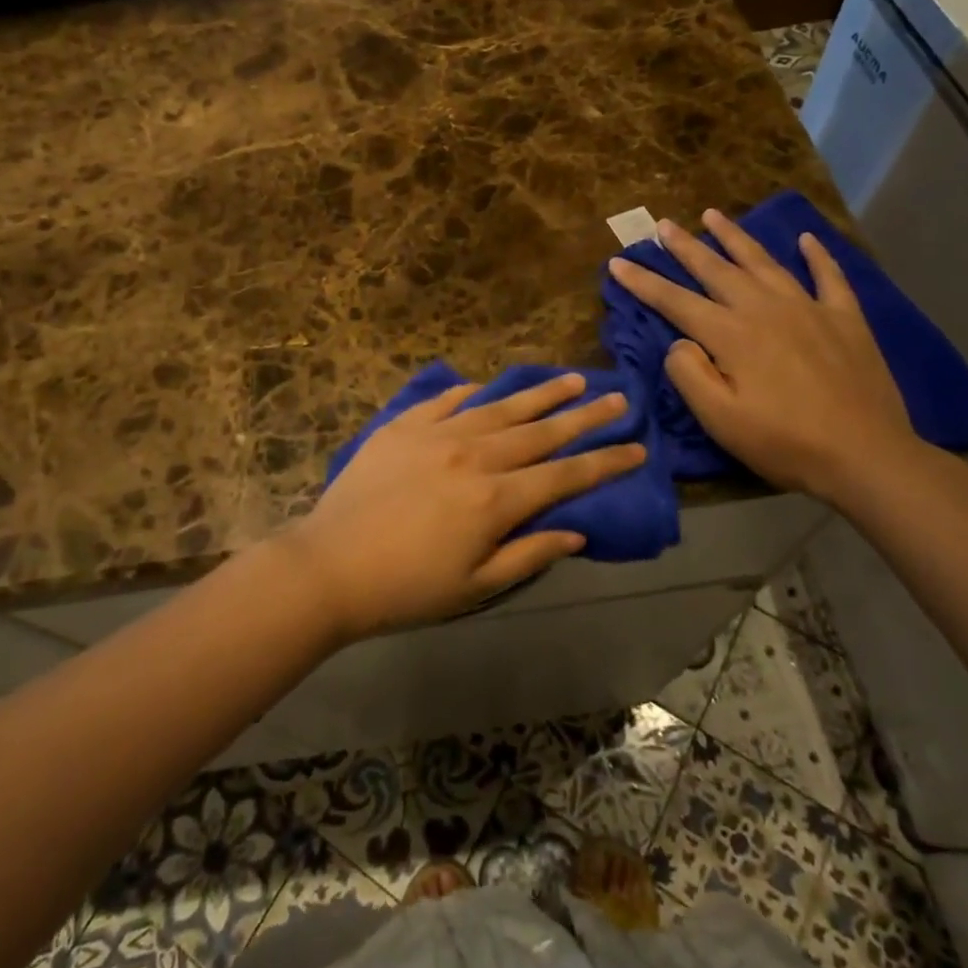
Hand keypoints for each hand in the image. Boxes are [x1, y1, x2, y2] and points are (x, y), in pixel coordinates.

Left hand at [281, 374, 645, 640]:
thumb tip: (575, 531)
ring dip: (539, 394)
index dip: (605, 461)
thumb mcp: (476, 586)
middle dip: (584, 416)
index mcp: (496, 499)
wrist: (329, 565)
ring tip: (571, 379)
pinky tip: (487, 387)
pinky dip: (472, 394)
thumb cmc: (406, 588)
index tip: (637, 446)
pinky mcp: (404, 426)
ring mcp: (437, 434)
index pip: (565, 475)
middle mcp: (475, 456)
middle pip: (541, 432)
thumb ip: (529, 554)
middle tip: (617, 397)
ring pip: (500, 407)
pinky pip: (446, 400)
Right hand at [607, 209, 920, 501]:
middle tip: (663, 224)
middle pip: (716, 269)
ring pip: (764, 262)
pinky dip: (817, 255)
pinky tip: (806, 239)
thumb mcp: (720, 419)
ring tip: (713, 215)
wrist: (866, 455)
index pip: (676, 301)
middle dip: (685, 246)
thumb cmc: (784, 442)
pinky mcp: (845, 318)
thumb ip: (689, 374)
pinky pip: (829, 276)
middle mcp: (765, 309)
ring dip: (735, 237)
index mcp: (731, 334)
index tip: (619, 262)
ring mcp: (809, 308)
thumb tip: (680, 341)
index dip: (643, 282)